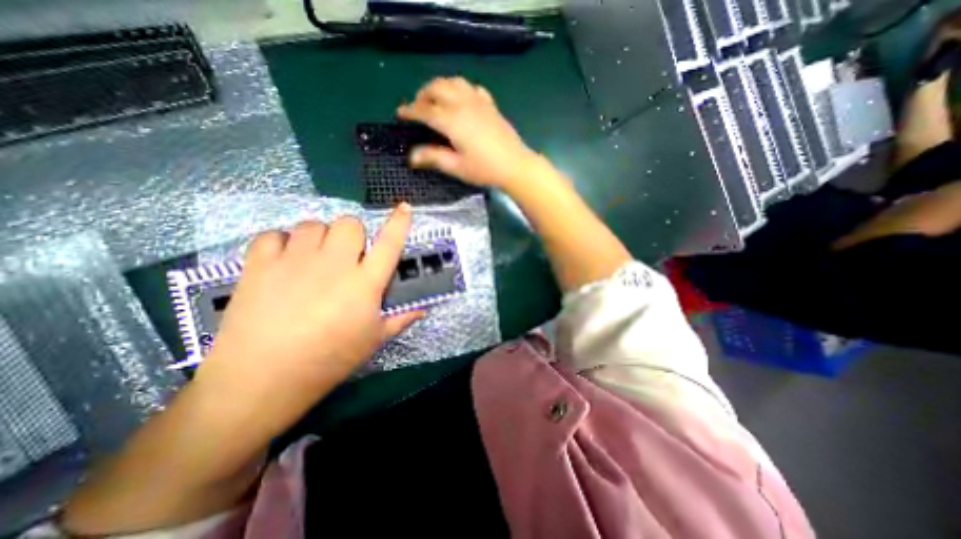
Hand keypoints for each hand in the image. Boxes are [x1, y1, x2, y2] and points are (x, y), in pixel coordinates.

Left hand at [192, 206, 419, 428]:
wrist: (261, 380)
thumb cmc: (329, 361)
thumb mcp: (373, 341)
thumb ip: (401, 319)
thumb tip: (423, 309)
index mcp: (364, 284)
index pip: (390, 244)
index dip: (399, 223)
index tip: (404, 207)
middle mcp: (334, 264)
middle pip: (349, 224)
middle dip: (353, 234)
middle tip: (347, 255)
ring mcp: (295, 261)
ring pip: (313, 224)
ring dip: (319, 237)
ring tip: (314, 258)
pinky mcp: (260, 264)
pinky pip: (274, 234)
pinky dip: (281, 243)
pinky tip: (283, 261)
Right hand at [393, 76, 537, 189]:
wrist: (515, 165)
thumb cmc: (484, 169)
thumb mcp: (457, 167)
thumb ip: (434, 157)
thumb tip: (411, 156)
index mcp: (451, 120)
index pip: (424, 110)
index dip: (410, 111)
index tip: (400, 113)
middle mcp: (462, 104)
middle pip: (436, 88)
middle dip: (422, 95)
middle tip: (417, 108)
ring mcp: (478, 101)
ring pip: (453, 82)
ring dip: (439, 87)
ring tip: (435, 100)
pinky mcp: (490, 104)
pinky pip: (471, 88)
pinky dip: (460, 89)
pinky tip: (460, 100)